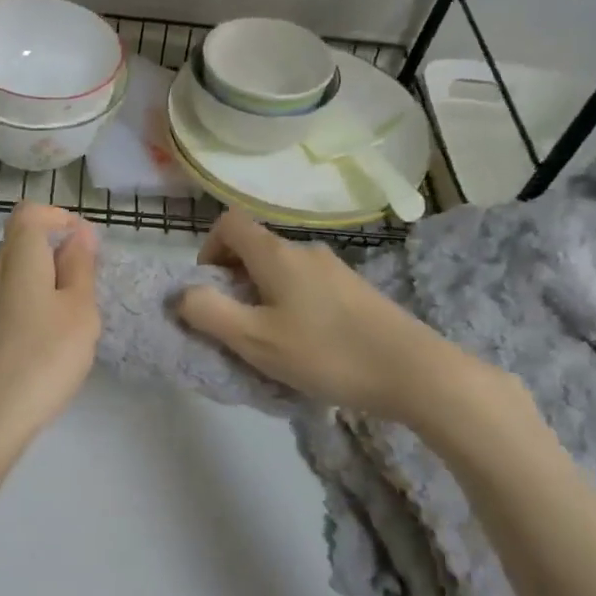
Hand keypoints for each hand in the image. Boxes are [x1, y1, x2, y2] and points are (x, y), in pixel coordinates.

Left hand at [0, 203, 101, 475]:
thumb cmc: (43, 359)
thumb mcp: (79, 311)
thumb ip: (80, 267)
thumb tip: (79, 231)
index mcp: (17, 260)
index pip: (28, 214)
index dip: (57, 216)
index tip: (85, 242)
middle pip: (18, 242)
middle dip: (54, 251)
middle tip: (85, 284)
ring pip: (11, 275)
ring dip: (42, 281)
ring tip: (70, 317)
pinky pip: (4, 302)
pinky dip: (28, 306)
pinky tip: (44, 342)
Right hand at [177, 210, 516, 428]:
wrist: (414, 372)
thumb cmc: (326, 352)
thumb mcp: (255, 339)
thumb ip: (209, 313)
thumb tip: (182, 294)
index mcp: (277, 254)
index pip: (229, 223)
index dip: (208, 249)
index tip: (210, 289)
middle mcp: (305, 251)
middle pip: (255, 248)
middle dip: (233, 281)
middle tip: (236, 326)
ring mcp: (335, 270)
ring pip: (281, 271)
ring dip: (262, 297)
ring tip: (270, 343)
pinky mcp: (356, 292)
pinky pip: (307, 288)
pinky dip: (291, 307)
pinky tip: (306, 348)